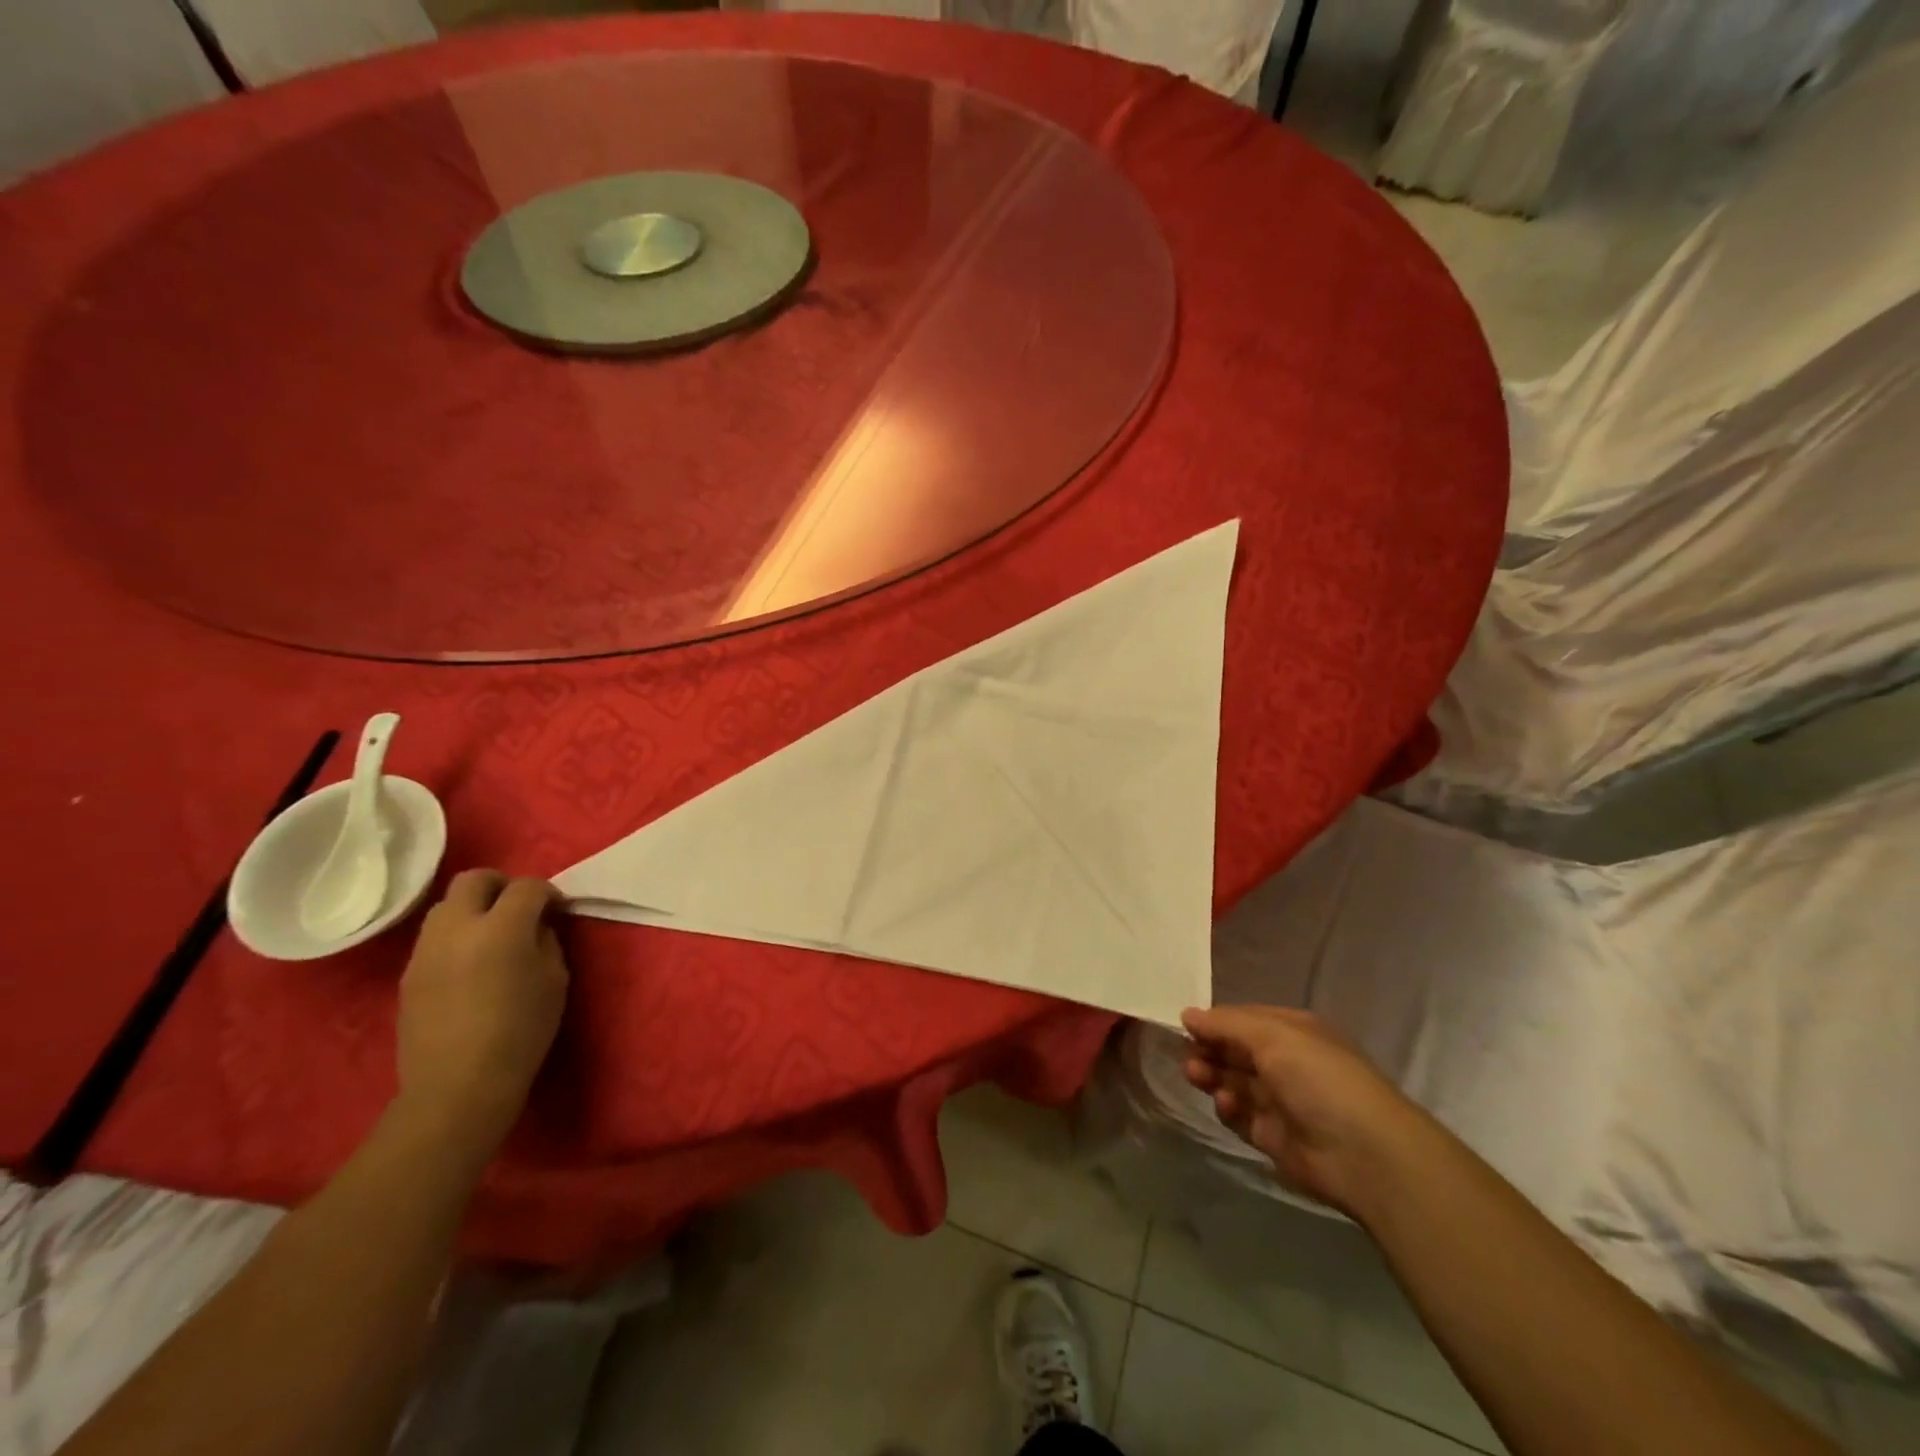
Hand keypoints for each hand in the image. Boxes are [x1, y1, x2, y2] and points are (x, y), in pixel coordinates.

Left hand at [395, 870, 569, 1156]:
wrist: (457, 1087)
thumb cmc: (521, 1033)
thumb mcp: (555, 981)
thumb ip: (546, 942)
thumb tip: (536, 927)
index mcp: (501, 928)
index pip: (526, 887)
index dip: (547, 893)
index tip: (557, 910)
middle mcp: (458, 928)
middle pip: (474, 879)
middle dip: (502, 885)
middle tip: (520, 908)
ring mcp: (426, 950)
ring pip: (447, 906)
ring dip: (474, 909)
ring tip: (493, 936)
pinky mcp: (409, 974)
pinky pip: (435, 938)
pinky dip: (456, 937)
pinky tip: (471, 966)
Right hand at [1180, 1005, 1430, 1217]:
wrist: (1365, 1155)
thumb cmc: (1320, 1079)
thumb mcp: (1272, 1036)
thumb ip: (1225, 1024)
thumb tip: (1187, 1014)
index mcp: (1292, 1032)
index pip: (1243, 1020)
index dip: (1214, 1022)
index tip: (1185, 1026)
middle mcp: (1286, 1062)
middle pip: (1235, 1051)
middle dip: (1209, 1050)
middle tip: (1189, 1057)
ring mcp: (1280, 1100)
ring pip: (1233, 1082)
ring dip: (1212, 1077)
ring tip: (1197, 1077)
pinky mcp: (1273, 1136)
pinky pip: (1240, 1116)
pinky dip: (1227, 1109)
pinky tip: (1226, 1105)